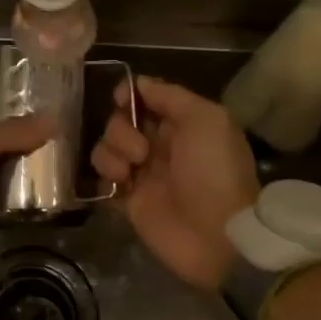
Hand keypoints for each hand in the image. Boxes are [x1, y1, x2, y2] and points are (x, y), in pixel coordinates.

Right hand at [91, 76, 257, 291]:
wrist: (217, 235)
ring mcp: (142, 172)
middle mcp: (160, 145)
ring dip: (113, 150)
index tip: (121, 98)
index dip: (129, 94)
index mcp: (183, 124)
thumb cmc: (214, 171)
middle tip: (141, 149)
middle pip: (121, 119)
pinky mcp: (127, 199)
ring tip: (132, 170)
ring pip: (108, 145)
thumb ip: (171, 96)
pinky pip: (103, 175)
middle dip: (122, 127)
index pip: (146, 98)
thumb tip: (139, 83)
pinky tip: (122, 182)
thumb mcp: (207, 119)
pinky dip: (106, 173)